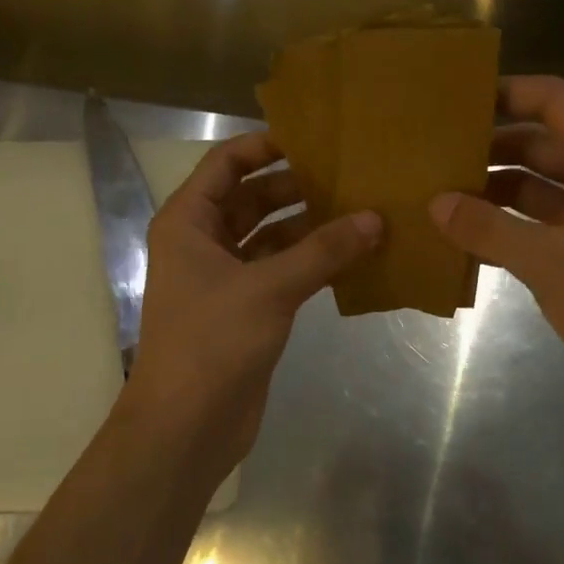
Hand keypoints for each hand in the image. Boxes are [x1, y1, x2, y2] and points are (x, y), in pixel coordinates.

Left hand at [125, 131, 380, 468]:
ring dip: (308, 226)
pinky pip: (281, 270)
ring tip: (359, 210)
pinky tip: (350, 255)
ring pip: (270, 237)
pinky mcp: (246, 309)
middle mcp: (203, 242)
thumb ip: (323, 250)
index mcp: (188, 222)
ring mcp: (225, 278)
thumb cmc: (213, 342)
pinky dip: (310, 261)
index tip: (314, 138)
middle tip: (349, 174)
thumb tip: (375, 218)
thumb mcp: (269, 288)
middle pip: (251, 198)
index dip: (265, 146)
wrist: (187, 425)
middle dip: (296, 186)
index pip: (226, 164)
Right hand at [430, 76, 563, 419]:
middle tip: (435, 150)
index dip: (508, 93)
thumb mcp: (549, 259)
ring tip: (438, 190)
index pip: (554, 101)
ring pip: (533, 185)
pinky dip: (502, 224)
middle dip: (490, 145)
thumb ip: (489, 228)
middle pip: (539, 142)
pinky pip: (534, 221)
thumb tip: (437, 203)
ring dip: (492, 187)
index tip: (457, 99)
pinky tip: (460, 233)